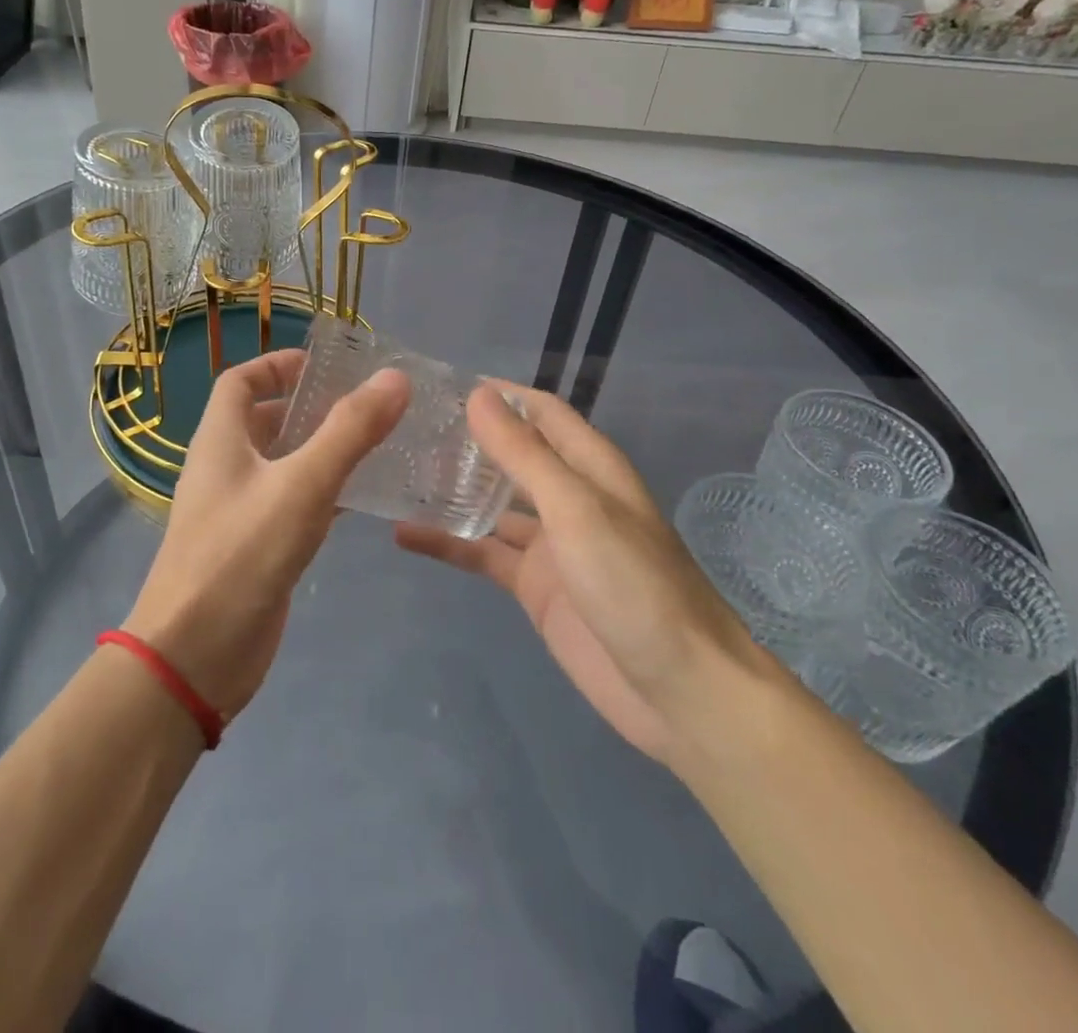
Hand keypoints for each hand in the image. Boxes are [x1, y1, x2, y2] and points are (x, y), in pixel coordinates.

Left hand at [124, 349, 408, 720]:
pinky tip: (363, 500)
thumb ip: (349, 431)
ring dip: (322, 451)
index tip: (325, 366)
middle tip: (368, 406)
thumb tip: (394, 378)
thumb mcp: (302, 485)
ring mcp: (239, 511)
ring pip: (283, 465)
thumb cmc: (241, 555)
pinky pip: (292, 505)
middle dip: (311, 408)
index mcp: (220, 440)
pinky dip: (324, 494)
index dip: (277, 365)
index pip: (240, 381)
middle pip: (265, 421)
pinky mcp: (256, 548)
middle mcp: (225, 468)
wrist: (194, 656)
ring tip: (378, 444)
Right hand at [395, 384, 766, 764]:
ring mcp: (550, 544)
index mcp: (590, 467)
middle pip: (513, 455)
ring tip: (397, 471)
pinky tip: (405, 535)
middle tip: (407, 426)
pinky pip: (483, 554)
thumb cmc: (635, 584)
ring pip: (492, 504)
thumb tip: (478, 395)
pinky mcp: (534, 587)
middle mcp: (569, 497)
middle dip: (468, 439)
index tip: (442, 385)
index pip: (541, 412)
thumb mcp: (576, 509)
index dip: (499, 394)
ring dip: (454, 489)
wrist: (680, 692)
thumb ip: (524, 453)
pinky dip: (448, 544)